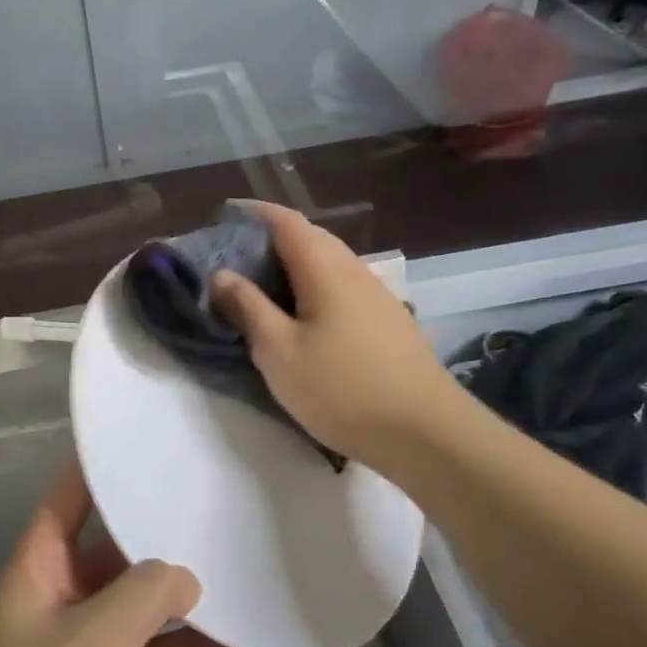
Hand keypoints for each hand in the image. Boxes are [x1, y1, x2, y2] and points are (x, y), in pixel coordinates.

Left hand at [0, 463, 229, 646]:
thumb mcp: (86, 644)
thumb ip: (140, 599)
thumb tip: (189, 576)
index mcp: (44, 566)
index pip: (70, 498)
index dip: (100, 467)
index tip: (149, 441)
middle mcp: (73, 593)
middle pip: (122, 547)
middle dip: (164, 530)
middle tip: (220, 499)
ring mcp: (101, 640)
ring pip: (152, 601)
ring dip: (190, 591)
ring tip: (244, 558)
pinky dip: (200, 642)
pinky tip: (245, 630)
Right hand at [210, 200, 459, 464]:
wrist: (425, 433)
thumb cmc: (341, 389)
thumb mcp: (278, 352)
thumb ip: (247, 308)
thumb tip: (221, 274)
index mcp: (326, 270)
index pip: (287, 223)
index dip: (255, 213)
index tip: (225, 215)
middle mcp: (355, 271)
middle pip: (311, 238)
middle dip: (272, 237)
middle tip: (235, 255)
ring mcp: (377, 296)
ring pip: (330, 263)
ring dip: (294, 262)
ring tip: (263, 284)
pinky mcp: (388, 322)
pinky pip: (343, 286)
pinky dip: (314, 285)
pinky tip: (304, 314)